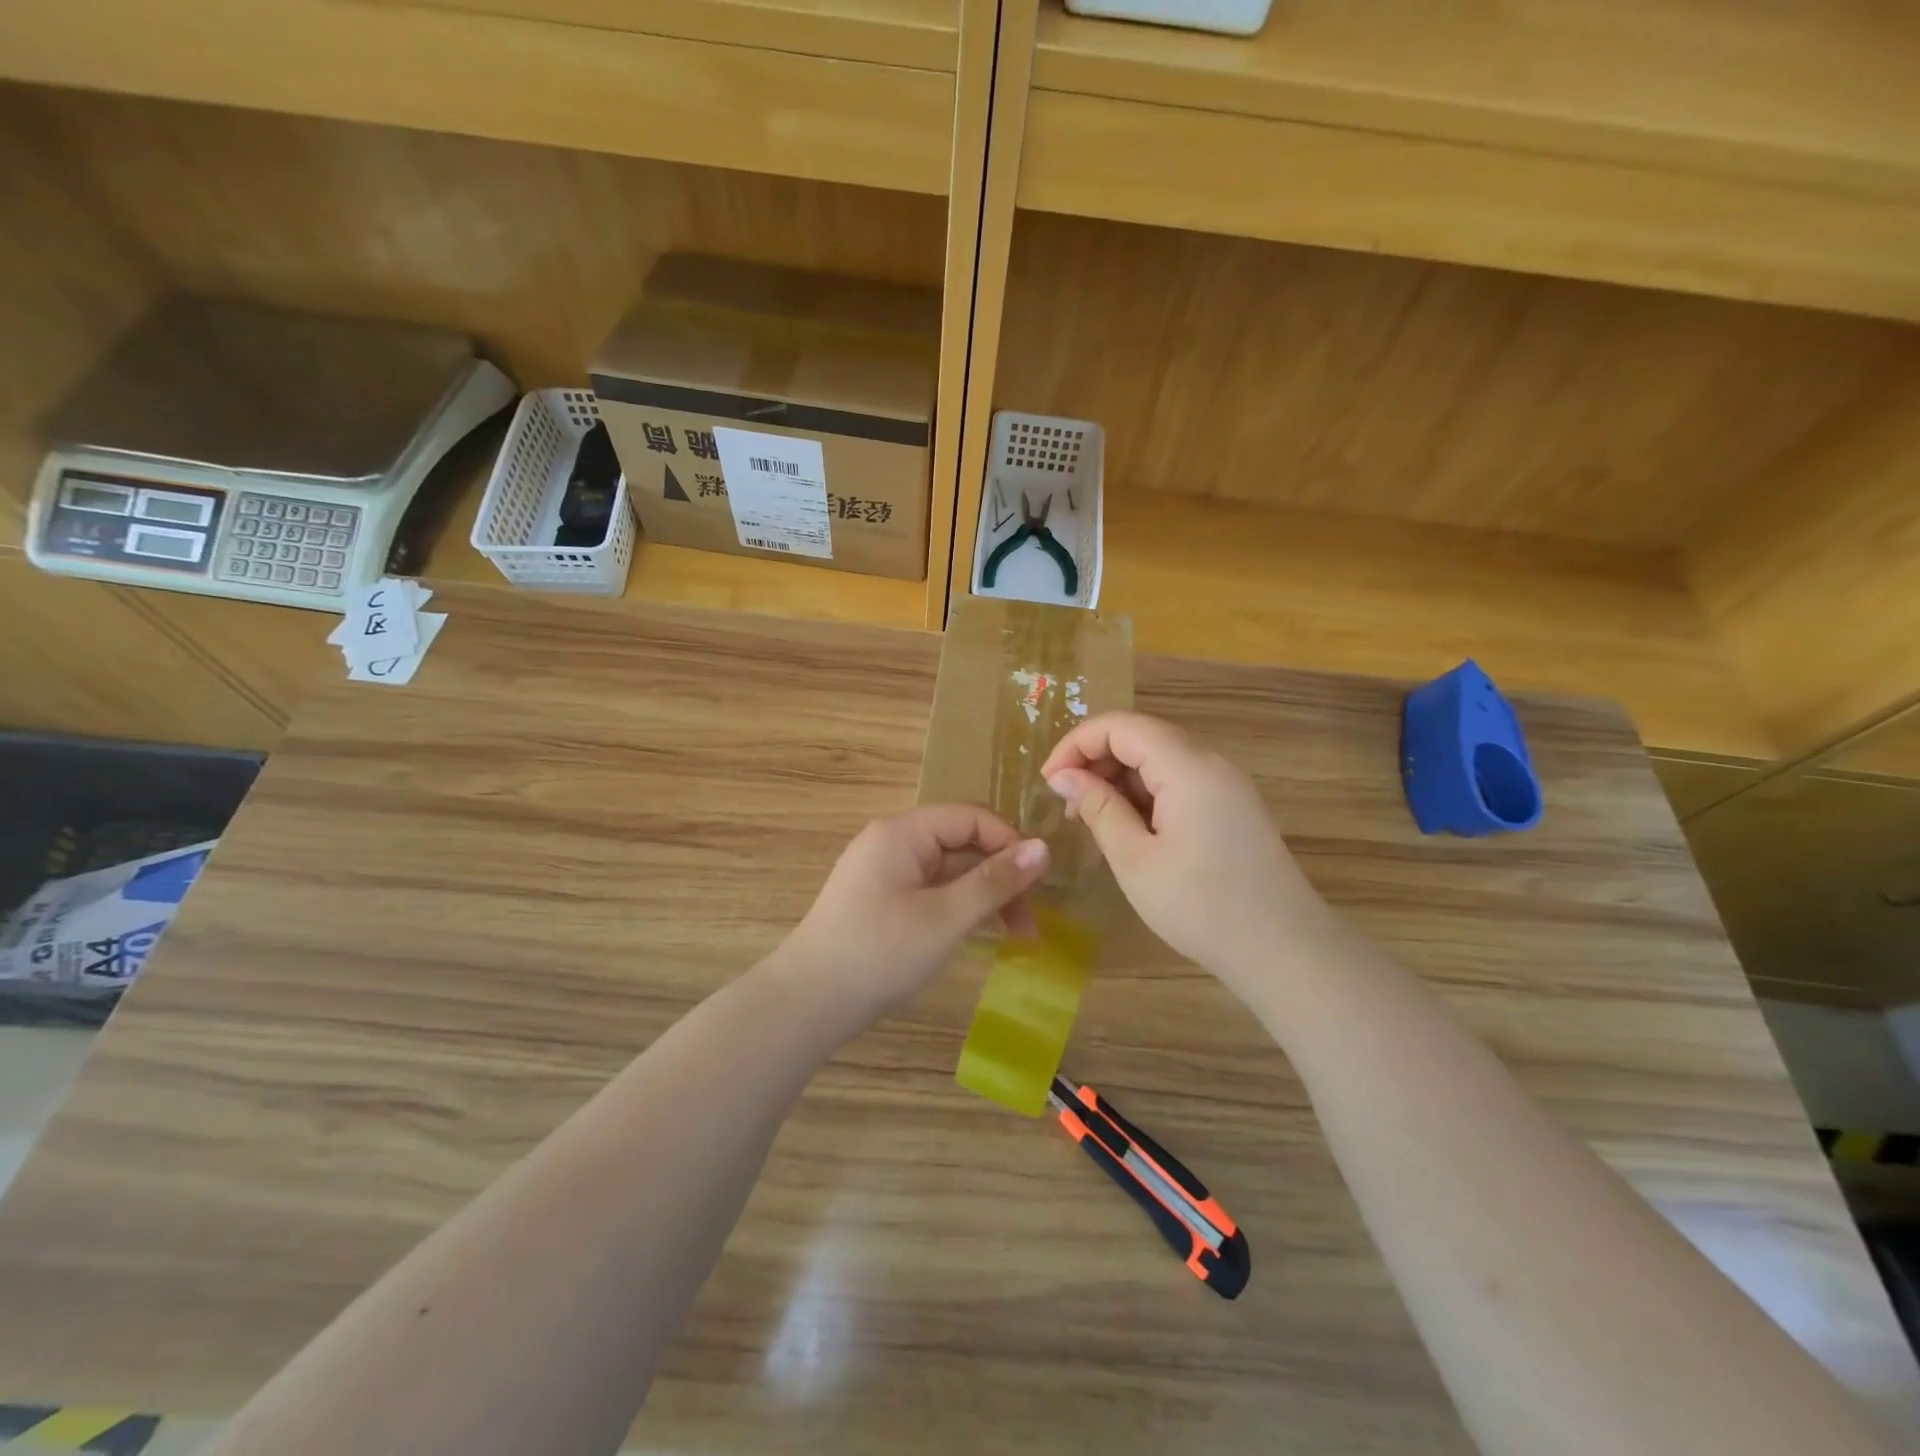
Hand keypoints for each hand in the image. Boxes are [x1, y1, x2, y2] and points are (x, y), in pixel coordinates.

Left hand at [776, 804, 1049, 1028]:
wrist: (807, 1003)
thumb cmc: (880, 953)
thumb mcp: (946, 918)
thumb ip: (995, 881)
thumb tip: (1043, 848)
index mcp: (903, 833)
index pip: (970, 817)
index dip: (1010, 842)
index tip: (1040, 882)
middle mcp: (892, 842)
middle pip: (961, 844)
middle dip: (1001, 877)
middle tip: (1031, 923)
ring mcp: (884, 872)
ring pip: (948, 871)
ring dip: (983, 896)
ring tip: (1016, 935)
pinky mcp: (881, 901)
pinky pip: (931, 891)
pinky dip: (959, 907)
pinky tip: (978, 934)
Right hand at [1041, 712, 1328, 990]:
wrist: (1286, 950)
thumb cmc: (1202, 907)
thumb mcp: (1135, 860)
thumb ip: (1098, 809)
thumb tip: (1063, 776)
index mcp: (1187, 768)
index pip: (1121, 726)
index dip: (1077, 743)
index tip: (1049, 782)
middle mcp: (1210, 763)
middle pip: (1141, 737)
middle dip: (1096, 760)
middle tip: (1068, 806)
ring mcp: (1226, 784)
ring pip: (1159, 759)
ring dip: (1119, 779)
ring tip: (1093, 820)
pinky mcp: (1232, 806)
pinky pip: (1179, 781)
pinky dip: (1145, 794)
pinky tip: (1130, 829)